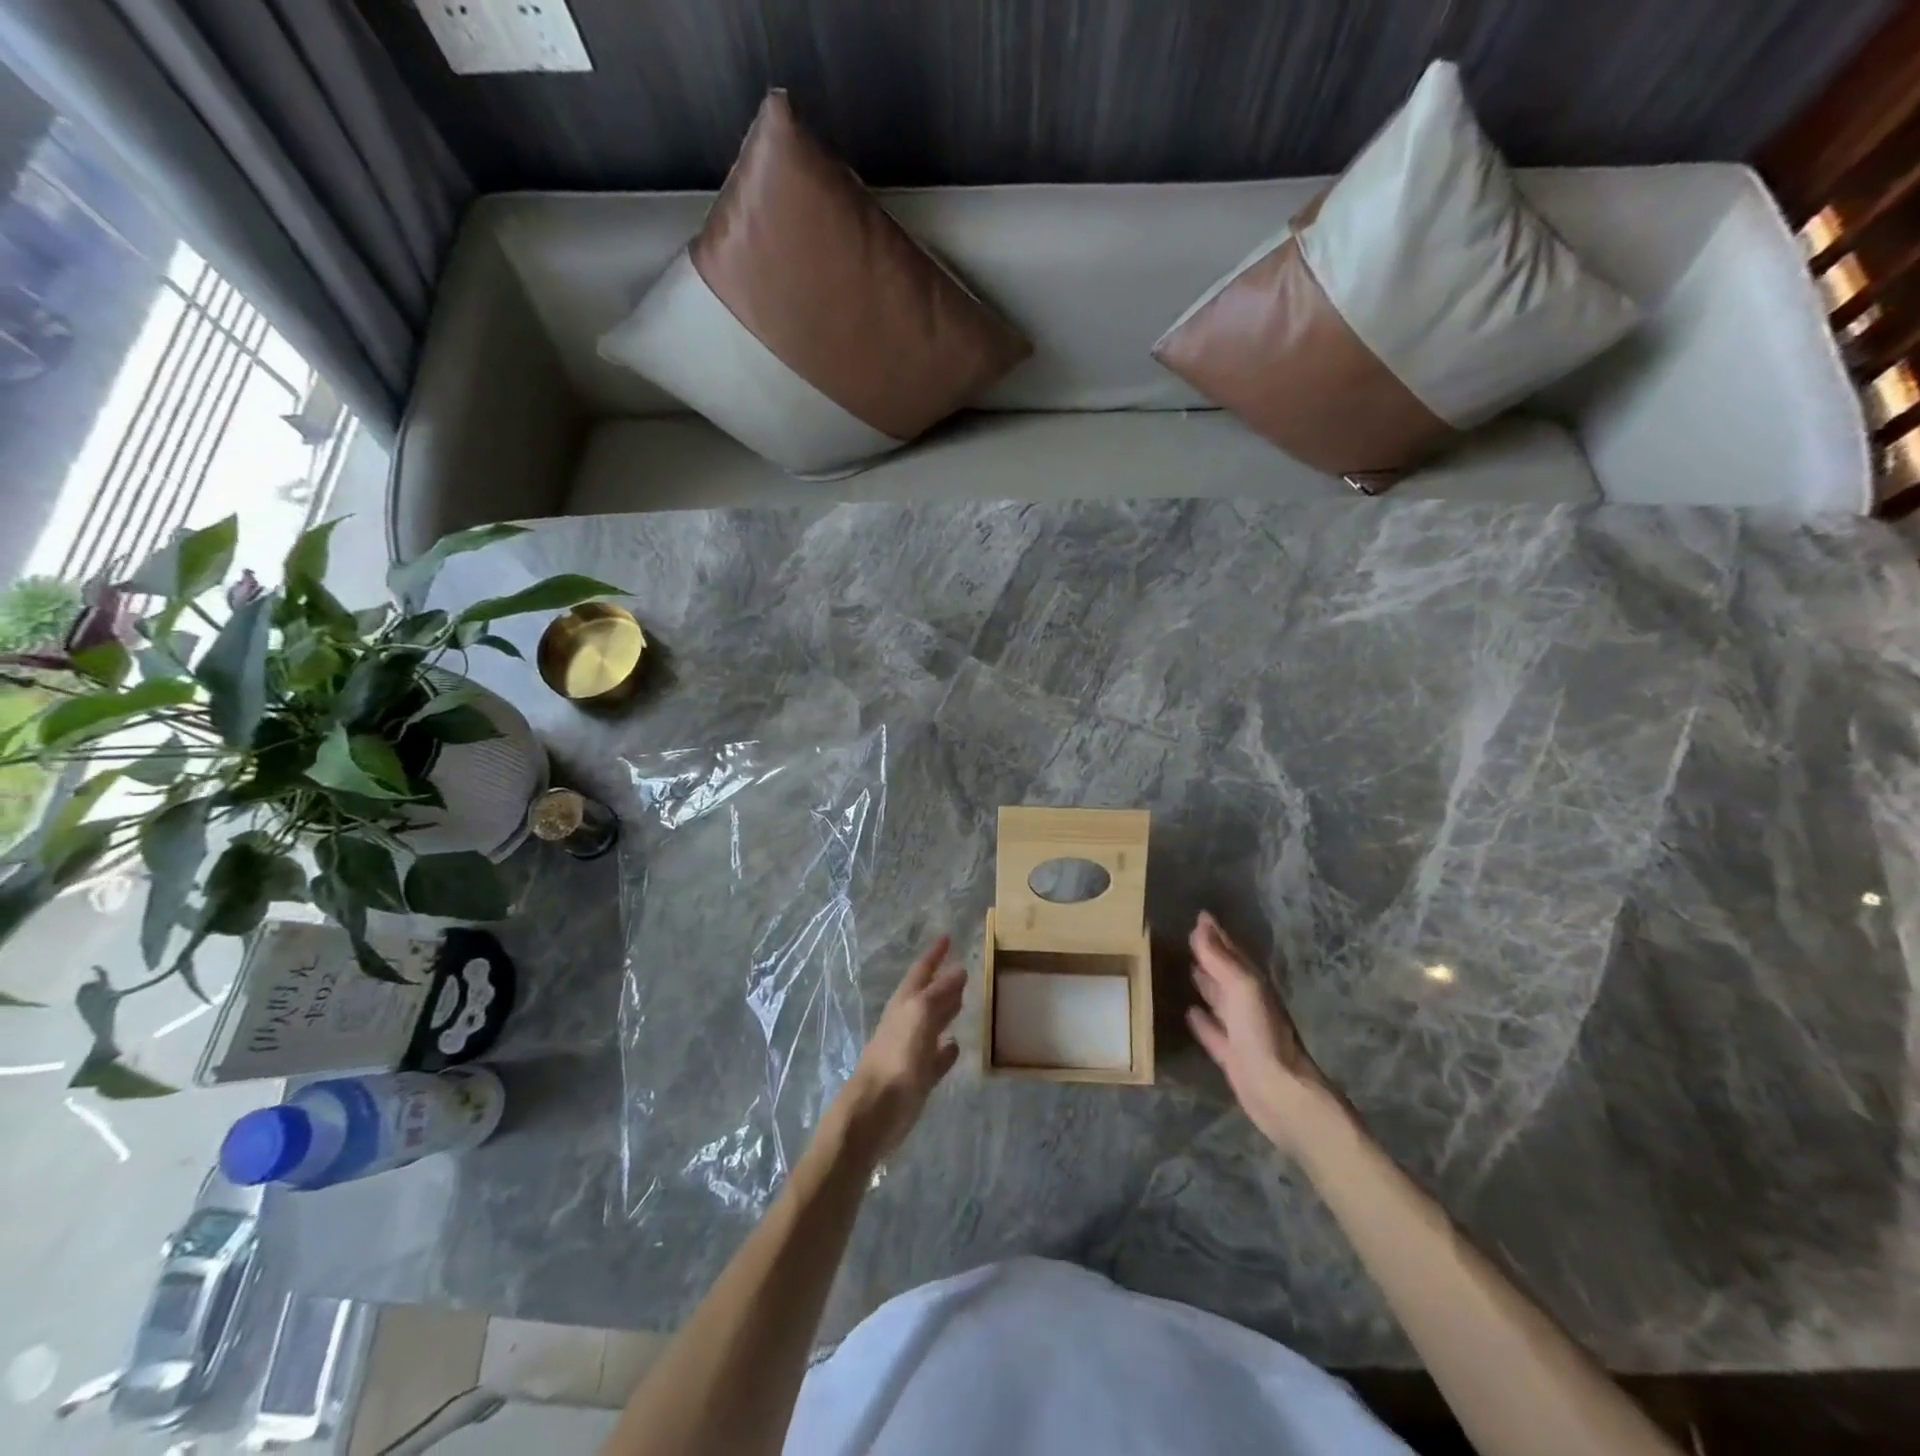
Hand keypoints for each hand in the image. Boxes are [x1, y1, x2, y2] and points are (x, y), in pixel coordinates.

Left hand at [834, 936, 965, 1160]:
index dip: (934, 954)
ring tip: (965, 1000)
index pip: (921, 971)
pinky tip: (957, 1046)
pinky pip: (936, 1058)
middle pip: (927, 996)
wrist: (873, 1112)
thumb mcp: (919, 1016)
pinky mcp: (917, 1079)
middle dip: (942, 981)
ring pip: (932, 1024)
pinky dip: (946, 1049)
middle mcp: (906, 1023)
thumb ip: (939, 994)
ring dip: (946, 1011)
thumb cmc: (895, 1058)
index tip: (948, 936)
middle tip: (963, 967)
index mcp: (904, 1004)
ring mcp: (911, 1051)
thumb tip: (959, 970)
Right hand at [1187, 911, 1337, 1153]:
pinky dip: (1202, 1021)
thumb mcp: (1242, 988)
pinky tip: (1188, 1012)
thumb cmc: (1263, 1035)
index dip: (1217, 934)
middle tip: (1190, 938)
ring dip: (1206, 984)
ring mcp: (1241, 1031)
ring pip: (1220, 1000)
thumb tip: (1201, 925)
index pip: (1232, 952)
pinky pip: (1213, 1031)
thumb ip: (1220, 959)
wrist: (1279, 1092)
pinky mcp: (1232, 1056)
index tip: (1200, 916)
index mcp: (1254, 984)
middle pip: (1227, 974)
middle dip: (1211, 956)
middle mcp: (1249, 1004)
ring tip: (1188, 969)